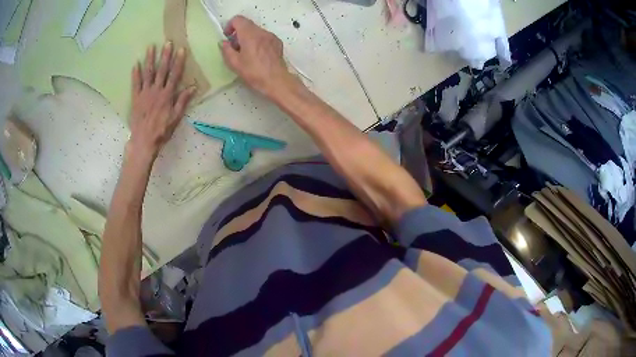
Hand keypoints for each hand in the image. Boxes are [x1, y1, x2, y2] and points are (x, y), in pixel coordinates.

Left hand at [128, 42, 195, 159]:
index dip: (178, 62)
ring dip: (150, 59)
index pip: (174, 75)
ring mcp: (144, 93)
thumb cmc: (161, 131)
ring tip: (151, 47)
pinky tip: (136, 64)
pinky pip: (135, 84)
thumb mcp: (176, 118)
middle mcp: (156, 91)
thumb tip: (193, 87)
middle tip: (167, 42)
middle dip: (165, 55)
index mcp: (167, 95)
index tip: (181, 49)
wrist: (143, 141)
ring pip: (148, 73)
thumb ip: (183, 101)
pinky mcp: (135, 98)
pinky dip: (135, 74)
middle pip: (161, 70)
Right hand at [220, 16, 297, 98]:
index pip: (238, 19)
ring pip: (256, 30)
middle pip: (247, 24)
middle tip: (235, 47)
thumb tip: (223, 42)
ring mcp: (271, 36)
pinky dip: (257, 40)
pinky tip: (257, 54)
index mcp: (249, 35)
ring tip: (246, 52)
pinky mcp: (277, 42)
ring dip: (248, 37)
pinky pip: (264, 36)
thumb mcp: (235, 63)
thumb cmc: (253, 72)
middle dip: (238, 32)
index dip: (230, 25)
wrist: (276, 80)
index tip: (227, 36)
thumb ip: (226, 50)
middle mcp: (261, 32)